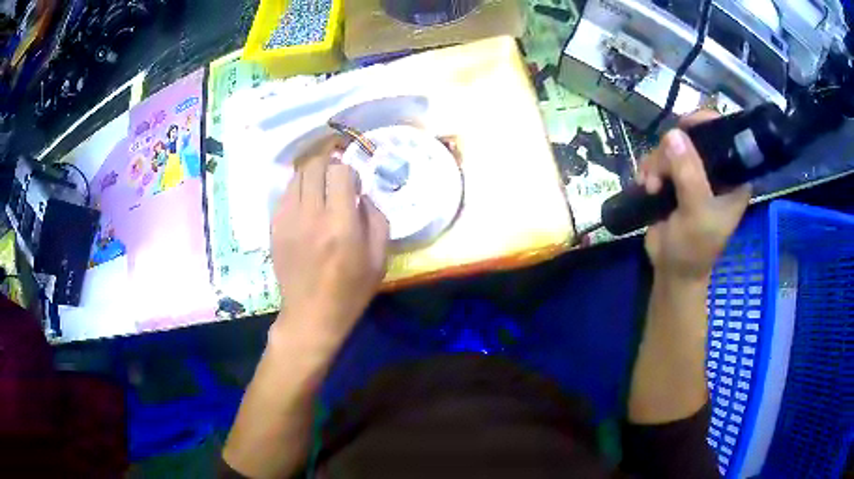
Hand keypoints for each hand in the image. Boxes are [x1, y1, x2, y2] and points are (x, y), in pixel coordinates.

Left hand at [271, 137, 389, 342]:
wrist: (311, 314)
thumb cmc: (350, 291)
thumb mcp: (379, 259)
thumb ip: (376, 219)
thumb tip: (363, 194)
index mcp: (341, 224)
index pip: (339, 171)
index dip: (349, 170)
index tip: (354, 183)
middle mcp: (311, 215)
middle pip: (314, 165)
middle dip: (328, 162)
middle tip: (336, 175)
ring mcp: (288, 220)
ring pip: (297, 176)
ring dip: (312, 174)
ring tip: (320, 187)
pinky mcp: (275, 227)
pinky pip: (285, 193)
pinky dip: (298, 190)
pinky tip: (306, 204)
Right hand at [638, 111, 750, 281]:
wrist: (671, 272)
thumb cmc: (694, 249)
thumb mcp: (696, 212)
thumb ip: (689, 173)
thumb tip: (673, 134)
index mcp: (732, 178)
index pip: (726, 136)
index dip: (707, 123)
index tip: (684, 124)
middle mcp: (715, 171)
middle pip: (693, 137)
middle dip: (672, 151)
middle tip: (660, 173)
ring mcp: (693, 174)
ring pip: (672, 147)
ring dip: (657, 163)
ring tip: (651, 186)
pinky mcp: (674, 180)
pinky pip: (659, 159)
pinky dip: (649, 168)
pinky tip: (646, 185)